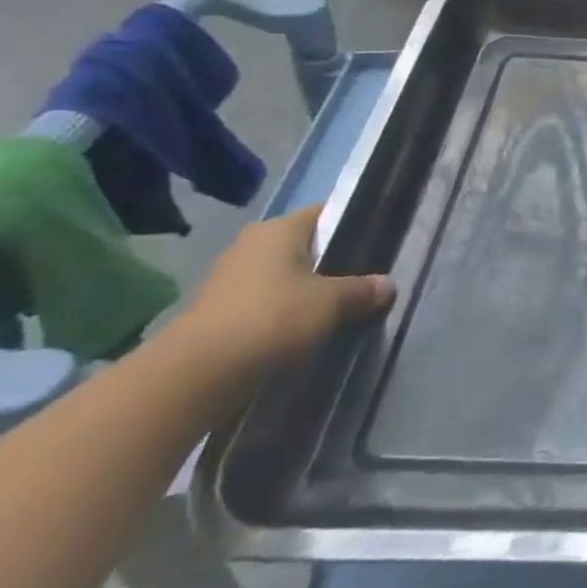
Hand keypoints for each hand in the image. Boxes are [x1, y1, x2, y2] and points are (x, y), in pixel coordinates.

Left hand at [172, 204, 394, 376]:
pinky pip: (267, 302)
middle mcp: (252, 244)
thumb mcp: (332, 302)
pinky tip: (307, 330)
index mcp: (279, 229)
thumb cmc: (273, 317)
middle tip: (364, 281)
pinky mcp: (220, 311)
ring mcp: (231, 278)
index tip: (377, 246)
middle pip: (305, 247)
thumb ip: (362, 290)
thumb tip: (387, 285)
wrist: (198, 373)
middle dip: (332, 263)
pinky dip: (286, 313)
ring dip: (308, 291)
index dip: (353, 227)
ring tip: (340, 309)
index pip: (325, 214)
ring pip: (285, 277)